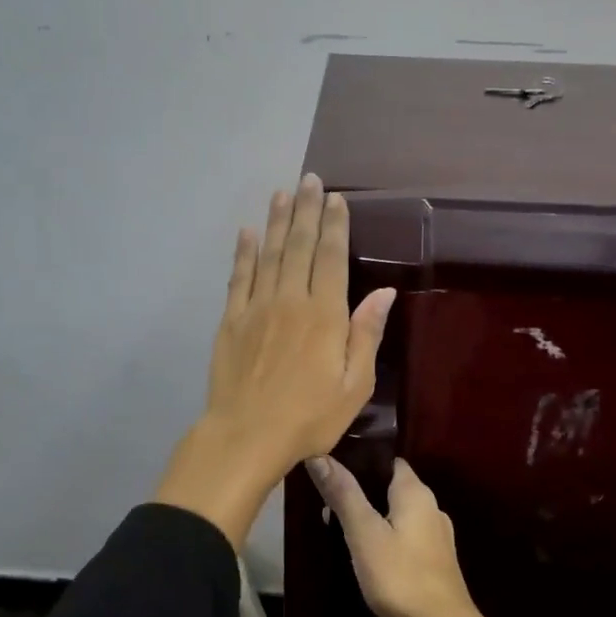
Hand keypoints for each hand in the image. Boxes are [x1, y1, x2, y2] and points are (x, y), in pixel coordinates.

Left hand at [154, 173, 396, 549]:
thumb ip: (366, 335)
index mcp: (324, 315)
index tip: (335, 199)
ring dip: (276, 222)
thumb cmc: (309, 418)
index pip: (331, 258)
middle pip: (299, 246)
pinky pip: (239, 277)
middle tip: (308, 180)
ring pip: (269, 254)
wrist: (246, 436)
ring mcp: (256, 308)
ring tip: (282, 193)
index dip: (334, 226)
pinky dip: (243, 253)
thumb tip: (384, 294)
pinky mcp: (231, 320)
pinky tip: (247, 233)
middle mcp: (290, 300)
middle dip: (306, 211)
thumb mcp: (354, 386)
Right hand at [306, 455, 530, 616]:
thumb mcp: (364, 534)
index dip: (360, 459)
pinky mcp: (434, 560)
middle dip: (360, 490)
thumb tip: (320, 455)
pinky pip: (403, 536)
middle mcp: (431, 506)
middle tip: (325, 501)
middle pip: (390, 486)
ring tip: (337, 527)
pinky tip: (365, 552)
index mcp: (416, 492)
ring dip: (370, 515)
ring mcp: (436, 535)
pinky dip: (383, 536)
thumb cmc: (400, 577)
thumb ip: (344, 494)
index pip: (388, 460)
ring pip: (396, 513)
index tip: (329, 465)